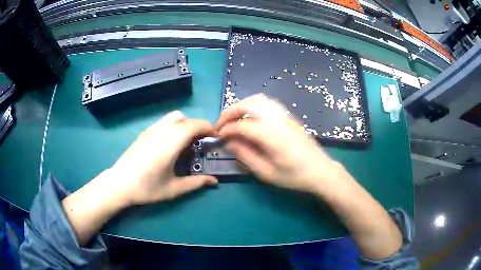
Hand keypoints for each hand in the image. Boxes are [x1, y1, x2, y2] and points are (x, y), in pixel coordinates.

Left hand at [110, 111, 217, 205]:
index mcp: (170, 144)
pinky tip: (170, 144)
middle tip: (200, 142)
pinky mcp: (144, 133)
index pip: (193, 125)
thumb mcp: (173, 189)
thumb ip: (195, 183)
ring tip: (186, 142)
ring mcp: (150, 130)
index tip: (215, 136)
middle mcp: (161, 132)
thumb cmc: (146, 188)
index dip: (207, 127)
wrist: (119, 184)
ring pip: (173, 117)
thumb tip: (214, 181)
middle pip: (184, 118)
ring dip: (184, 124)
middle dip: (197, 126)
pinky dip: (174, 126)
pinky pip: (164, 122)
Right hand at [216, 94, 340, 193]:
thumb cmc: (294, 176)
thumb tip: (229, 142)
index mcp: (271, 135)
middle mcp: (276, 119)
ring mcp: (284, 115)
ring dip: (241, 105)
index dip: (226, 130)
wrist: (320, 170)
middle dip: (229, 112)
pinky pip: (267, 102)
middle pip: (247, 105)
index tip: (218, 137)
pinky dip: (253, 104)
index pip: (241, 125)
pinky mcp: (288, 116)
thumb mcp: (267, 173)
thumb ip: (246, 155)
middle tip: (220, 124)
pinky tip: (250, 116)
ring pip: (258, 99)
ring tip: (233, 119)